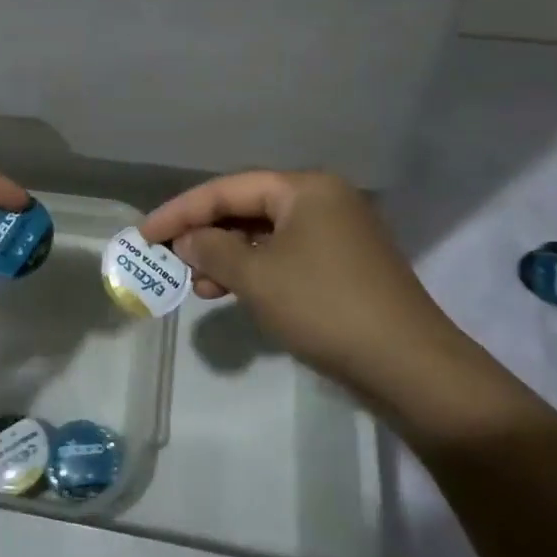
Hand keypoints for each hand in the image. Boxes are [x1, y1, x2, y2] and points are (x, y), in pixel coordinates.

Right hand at [141, 170, 465, 395]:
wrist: (411, 368)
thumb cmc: (326, 308)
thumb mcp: (259, 278)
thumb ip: (214, 250)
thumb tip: (188, 239)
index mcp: (305, 188)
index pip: (229, 189)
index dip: (182, 210)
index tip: (145, 233)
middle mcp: (323, 200)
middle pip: (248, 208)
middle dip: (206, 234)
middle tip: (169, 258)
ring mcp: (338, 234)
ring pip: (267, 236)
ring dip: (229, 256)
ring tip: (197, 285)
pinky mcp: (345, 266)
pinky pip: (287, 256)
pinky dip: (257, 271)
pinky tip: (235, 293)